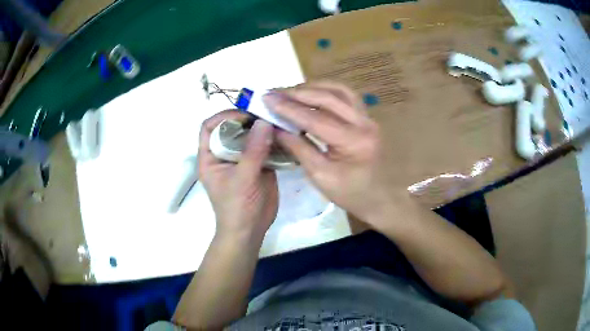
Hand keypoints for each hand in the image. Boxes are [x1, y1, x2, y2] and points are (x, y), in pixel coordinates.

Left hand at [198, 110, 278, 244]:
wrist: (250, 231)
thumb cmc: (237, 207)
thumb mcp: (242, 179)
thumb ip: (253, 151)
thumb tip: (264, 122)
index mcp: (211, 156)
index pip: (210, 127)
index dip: (224, 117)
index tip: (244, 115)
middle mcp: (224, 153)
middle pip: (232, 127)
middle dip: (248, 119)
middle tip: (268, 114)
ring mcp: (242, 158)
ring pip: (250, 135)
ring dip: (262, 128)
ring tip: (279, 121)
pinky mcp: (258, 164)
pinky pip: (264, 147)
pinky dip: (273, 140)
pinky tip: (285, 135)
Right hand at [265, 82, 390, 223]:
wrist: (378, 197)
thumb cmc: (349, 193)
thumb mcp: (320, 176)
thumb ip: (298, 148)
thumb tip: (275, 128)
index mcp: (353, 142)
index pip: (316, 118)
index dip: (289, 108)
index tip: (267, 99)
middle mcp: (364, 123)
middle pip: (328, 98)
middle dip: (298, 93)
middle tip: (274, 92)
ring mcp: (368, 118)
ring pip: (339, 90)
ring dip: (313, 87)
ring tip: (290, 91)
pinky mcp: (366, 117)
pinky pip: (346, 95)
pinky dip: (327, 90)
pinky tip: (312, 93)